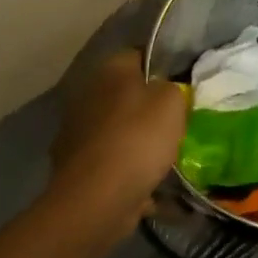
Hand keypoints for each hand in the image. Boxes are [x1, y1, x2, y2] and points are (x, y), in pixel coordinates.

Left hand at [42, 48, 187, 239]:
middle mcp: (87, 96)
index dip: (162, 66)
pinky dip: (126, 171)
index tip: (182, 84)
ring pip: (118, 129)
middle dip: (148, 106)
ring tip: (165, 155)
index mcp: (110, 71)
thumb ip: (173, 87)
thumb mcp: (173, 101)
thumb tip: (165, 90)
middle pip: (126, 94)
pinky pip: (111, 163)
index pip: (139, 56)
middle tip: (176, 120)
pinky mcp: (75, 170)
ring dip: (136, 140)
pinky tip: (149, 184)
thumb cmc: (138, 139)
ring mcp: (76, 134)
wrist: (96, 201)